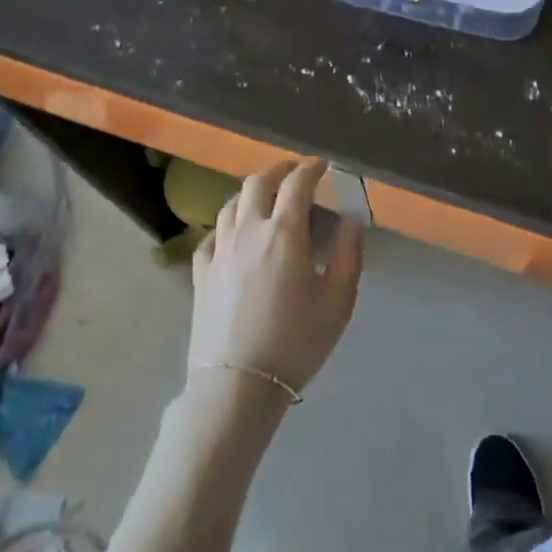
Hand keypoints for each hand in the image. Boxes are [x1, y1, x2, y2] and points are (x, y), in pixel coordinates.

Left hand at [188, 159, 364, 400]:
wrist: (238, 386)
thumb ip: (350, 255)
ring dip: (252, 193)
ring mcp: (219, 250)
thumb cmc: (295, 342)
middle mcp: (248, 230)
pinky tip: (234, 236)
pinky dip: (227, 226)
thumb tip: (350, 222)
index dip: (311, 168)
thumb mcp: (339, 302)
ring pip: (232, 204)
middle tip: (295, 174)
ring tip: (266, 200)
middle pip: (259, 182)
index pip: (297, 183)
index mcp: (284, 232)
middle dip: (280, 170)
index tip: (322, 166)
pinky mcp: (200, 273)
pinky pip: (211, 235)